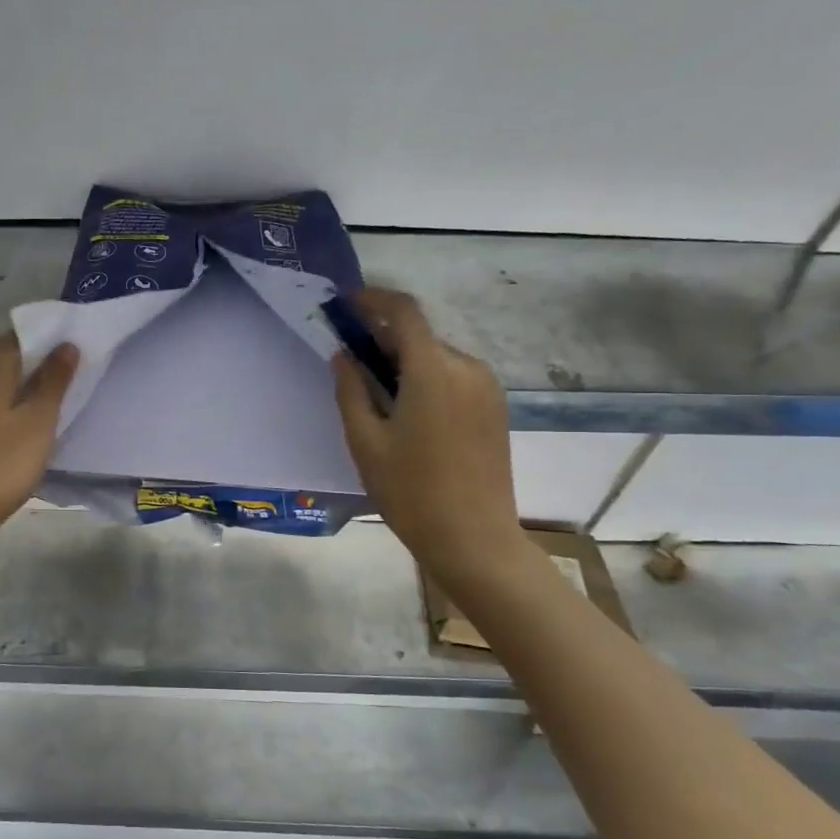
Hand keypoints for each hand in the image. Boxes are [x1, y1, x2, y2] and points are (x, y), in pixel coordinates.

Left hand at [0, 333, 77, 547]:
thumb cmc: (2, 463)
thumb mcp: (39, 419)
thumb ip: (54, 378)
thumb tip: (66, 345)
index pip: (23, 334)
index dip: (53, 340)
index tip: (80, 354)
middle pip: (9, 354)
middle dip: (40, 362)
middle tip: (74, 379)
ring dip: (24, 384)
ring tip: (55, 401)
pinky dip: (8, 401)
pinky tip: (25, 421)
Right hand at [332, 289, 527, 589]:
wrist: (474, 539)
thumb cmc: (410, 492)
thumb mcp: (366, 442)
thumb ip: (350, 390)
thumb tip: (344, 355)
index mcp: (433, 371)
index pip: (404, 312)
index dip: (374, 299)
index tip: (346, 305)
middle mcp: (467, 368)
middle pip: (420, 336)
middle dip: (383, 339)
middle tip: (351, 363)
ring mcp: (487, 388)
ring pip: (437, 357)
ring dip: (405, 362)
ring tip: (378, 396)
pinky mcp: (496, 408)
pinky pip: (454, 377)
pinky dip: (426, 379)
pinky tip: (408, 413)